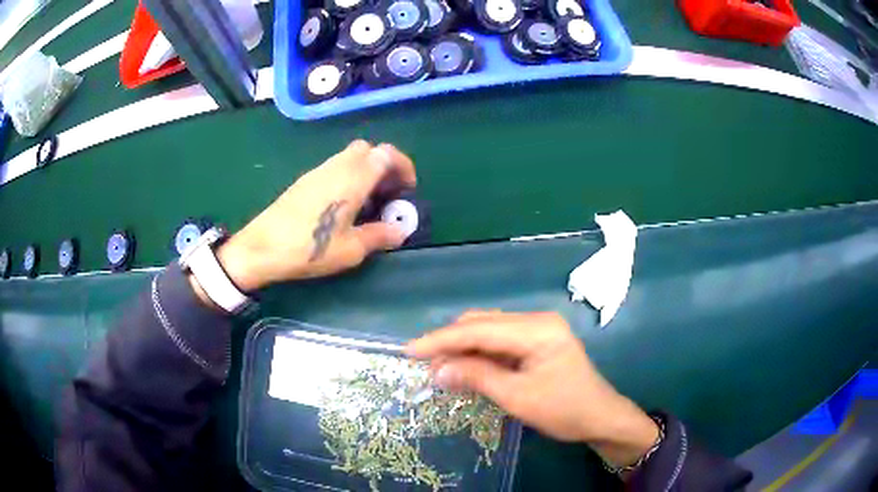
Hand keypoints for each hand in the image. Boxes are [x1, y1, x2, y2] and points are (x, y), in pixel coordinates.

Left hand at [215, 140, 415, 290]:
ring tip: (368, 203)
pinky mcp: (305, 180)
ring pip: (350, 157)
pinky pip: (335, 167)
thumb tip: (400, 231)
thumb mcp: (350, 250)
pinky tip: (343, 205)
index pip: (385, 153)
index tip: (407, 190)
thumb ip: (379, 236)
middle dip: (384, 166)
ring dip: (365, 172)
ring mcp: (318, 171)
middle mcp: (336, 167)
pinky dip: (348, 177)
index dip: (403, 166)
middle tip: (388, 194)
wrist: (261, 248)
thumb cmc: (309, 249)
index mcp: (352, 179)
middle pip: (368, 149)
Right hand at [406, 311, 659, 468]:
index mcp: (537, 329)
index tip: (410, 350)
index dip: (441, 339)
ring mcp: (538, 329)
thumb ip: (478, 378)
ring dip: (463, 347)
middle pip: (483, 323)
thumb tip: (438, 370)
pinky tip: (464, 366)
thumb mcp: (518, 398)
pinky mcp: (537, 341)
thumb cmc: (564, 410)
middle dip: (450, 342)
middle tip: (423, 364)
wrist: (601, 417)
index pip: (479, 329)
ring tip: (439, 367)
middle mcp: (537, 320)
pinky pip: (500, 341)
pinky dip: (479, 353)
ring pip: (489, 330)